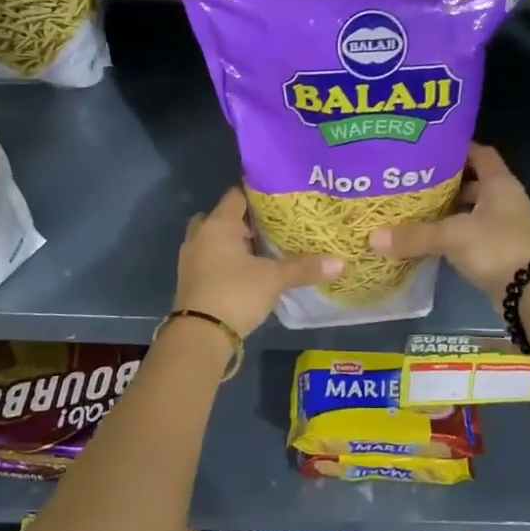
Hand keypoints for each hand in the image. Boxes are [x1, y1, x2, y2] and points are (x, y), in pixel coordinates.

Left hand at [173, 186, 342, 335]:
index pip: (236, 196)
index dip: (257, 195)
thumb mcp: (274, 279)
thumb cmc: (236, 293)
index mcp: (218, 224)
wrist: (200, 335)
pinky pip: (208, 259)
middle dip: (242, 222)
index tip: (279, 202)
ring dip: (232, 243)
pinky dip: (224, 261)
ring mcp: (190, 258)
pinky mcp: (189, 280)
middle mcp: (200, 236)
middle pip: (221, 217)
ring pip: (213, 240)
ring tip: (261, 251)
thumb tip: (340, 262)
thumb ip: (304, 268)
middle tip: (269, 229)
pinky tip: (246, 273)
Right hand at [368, 143, 529, 298]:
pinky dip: (453, 232)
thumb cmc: (497, 248)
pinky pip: (472, 232)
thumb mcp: (452, 236)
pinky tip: (430, 236)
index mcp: (499, 183)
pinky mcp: (500, 249)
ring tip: (416, 207)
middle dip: (445, 181)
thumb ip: (414, 235)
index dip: (456, 148)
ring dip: (449, 209)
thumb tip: (372, 238)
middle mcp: (504, 199)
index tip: (428, 148)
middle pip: (473, 181)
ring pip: (471, 209)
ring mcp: (504, 225)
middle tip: (413, 179)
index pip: (479, 153)